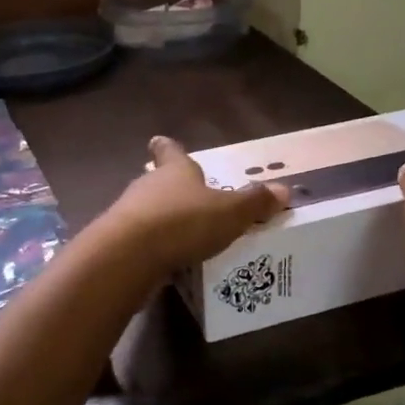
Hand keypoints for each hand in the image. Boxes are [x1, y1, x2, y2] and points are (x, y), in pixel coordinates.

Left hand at [99, 136, 288, 274]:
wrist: (128, 255)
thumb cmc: (183, 221)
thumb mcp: (230, 212)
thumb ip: (255, 203)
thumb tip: (285, 189)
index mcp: (175, 170)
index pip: (170, 151)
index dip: (169, 148)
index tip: (161, 142)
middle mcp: (148, 186)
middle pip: (159, 182)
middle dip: (173, 190)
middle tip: (192, 202)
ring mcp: (129, 214)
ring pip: (149, 211)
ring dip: (164, 221)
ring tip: (186, 237)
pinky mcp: (119, 244)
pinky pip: (142, 242)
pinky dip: (154, 248)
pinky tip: (169, 261)